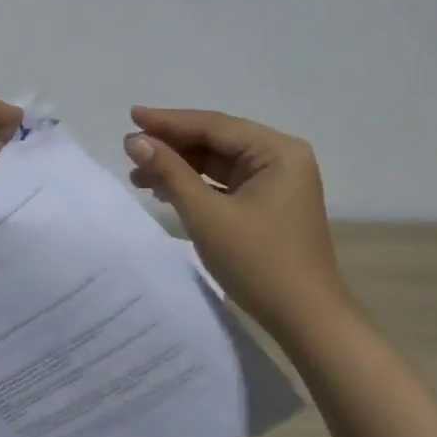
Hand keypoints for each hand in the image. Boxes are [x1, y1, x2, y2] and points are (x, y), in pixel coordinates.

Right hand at [124, 106, 349, 331]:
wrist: (306, 321)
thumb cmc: (259, 263)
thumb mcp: (207, 215)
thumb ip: (170, 172)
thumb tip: (134, 140)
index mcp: (278, 151)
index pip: (214, 126)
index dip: (169, 121)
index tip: (131, 115)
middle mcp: (281, 159)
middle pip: (216, 141)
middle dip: (172, 146)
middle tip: (129, 150)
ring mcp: (277, 183)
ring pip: (218, 164)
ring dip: (179, 167)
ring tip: (138, 175)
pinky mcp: (268, 206)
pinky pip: (225, 184)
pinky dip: (195, 186)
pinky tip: (165, 191)